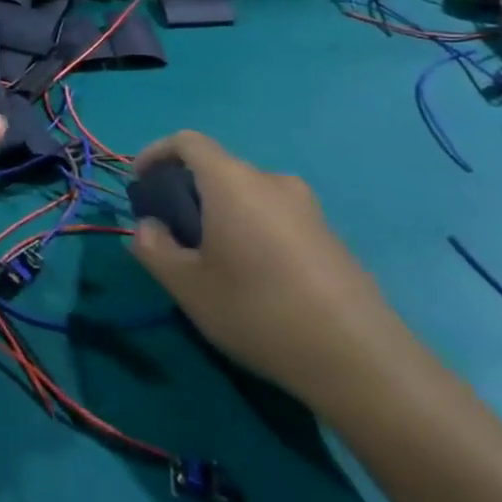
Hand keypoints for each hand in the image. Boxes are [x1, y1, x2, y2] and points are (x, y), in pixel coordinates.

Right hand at [129, 130, 402, 405]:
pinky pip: (276, 217)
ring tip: (210, 258)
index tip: (140, 182)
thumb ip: (153, 248)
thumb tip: (149, 227)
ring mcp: (308, 208)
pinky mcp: (330, 237)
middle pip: (219, 168)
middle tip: (172, 231)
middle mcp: (272, 182)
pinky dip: (251, 229)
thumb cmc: (258, 310)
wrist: (361, 360)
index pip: (188, 142)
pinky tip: (253, 277)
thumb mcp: (187, 286)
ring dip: (221, 212)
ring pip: (248, 195)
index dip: (157, 153)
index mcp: (233, 182)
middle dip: (187, 190)